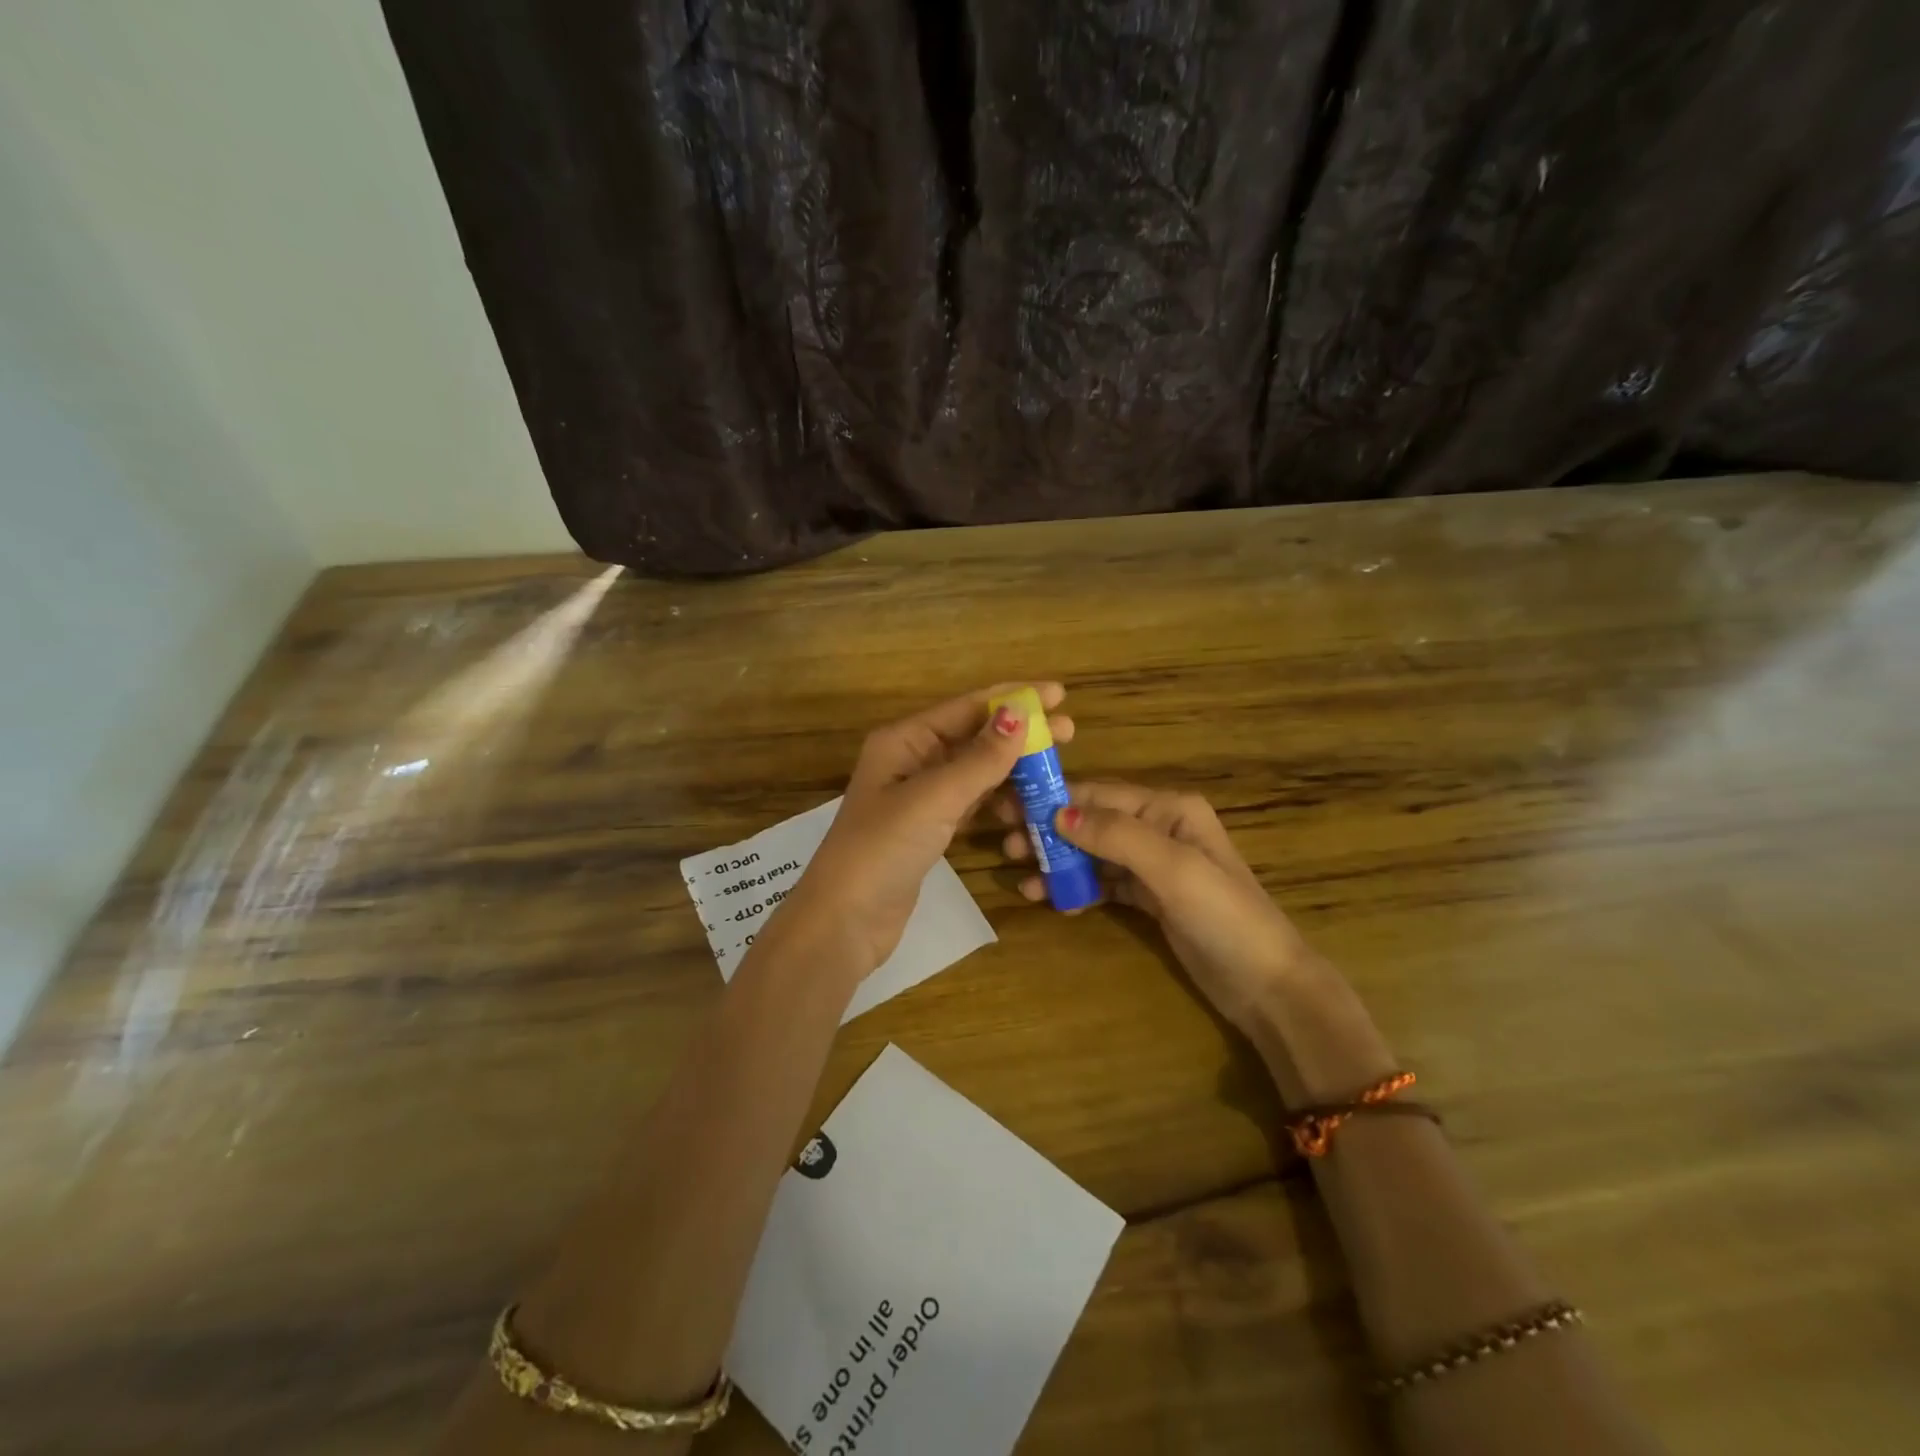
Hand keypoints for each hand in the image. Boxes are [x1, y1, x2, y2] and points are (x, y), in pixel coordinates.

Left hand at [780, 684, 1074, 978]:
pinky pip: (973, 801)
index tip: (1059, 694)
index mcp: (904, 740)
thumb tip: (1019, 713)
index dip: (1013, 697)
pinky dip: (1000, 798)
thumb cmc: (883, 849)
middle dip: (1020, 732)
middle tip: (1070, 732)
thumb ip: (979, 759)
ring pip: (976, 770)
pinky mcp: (930, 829)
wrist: (845, 920)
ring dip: (1014, 767)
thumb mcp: (934, 798)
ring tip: (1057, 768)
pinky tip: (1028, 801)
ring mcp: (921, 797)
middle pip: (974, 735)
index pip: (966, 707)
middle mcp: (912, 760)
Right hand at [1000, 781, 1319, 1032]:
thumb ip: (1116, 836)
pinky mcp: (1151, 898)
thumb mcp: (1172, 869)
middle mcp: (1160, 828)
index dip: (1054, 799)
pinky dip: (1078, 888)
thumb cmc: (1223, 916)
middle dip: (1050, 832)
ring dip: (1059, 863)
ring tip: (1022, 879)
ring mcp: (1155, 865)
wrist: (1267, 985)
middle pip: (1093, 822)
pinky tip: (1052, 900)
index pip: (1100, 795)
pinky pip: (1105, 883)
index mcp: (1170, 809)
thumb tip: (1058, 813)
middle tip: (1007, 847)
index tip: (1009, 808)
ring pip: (1094, 854)